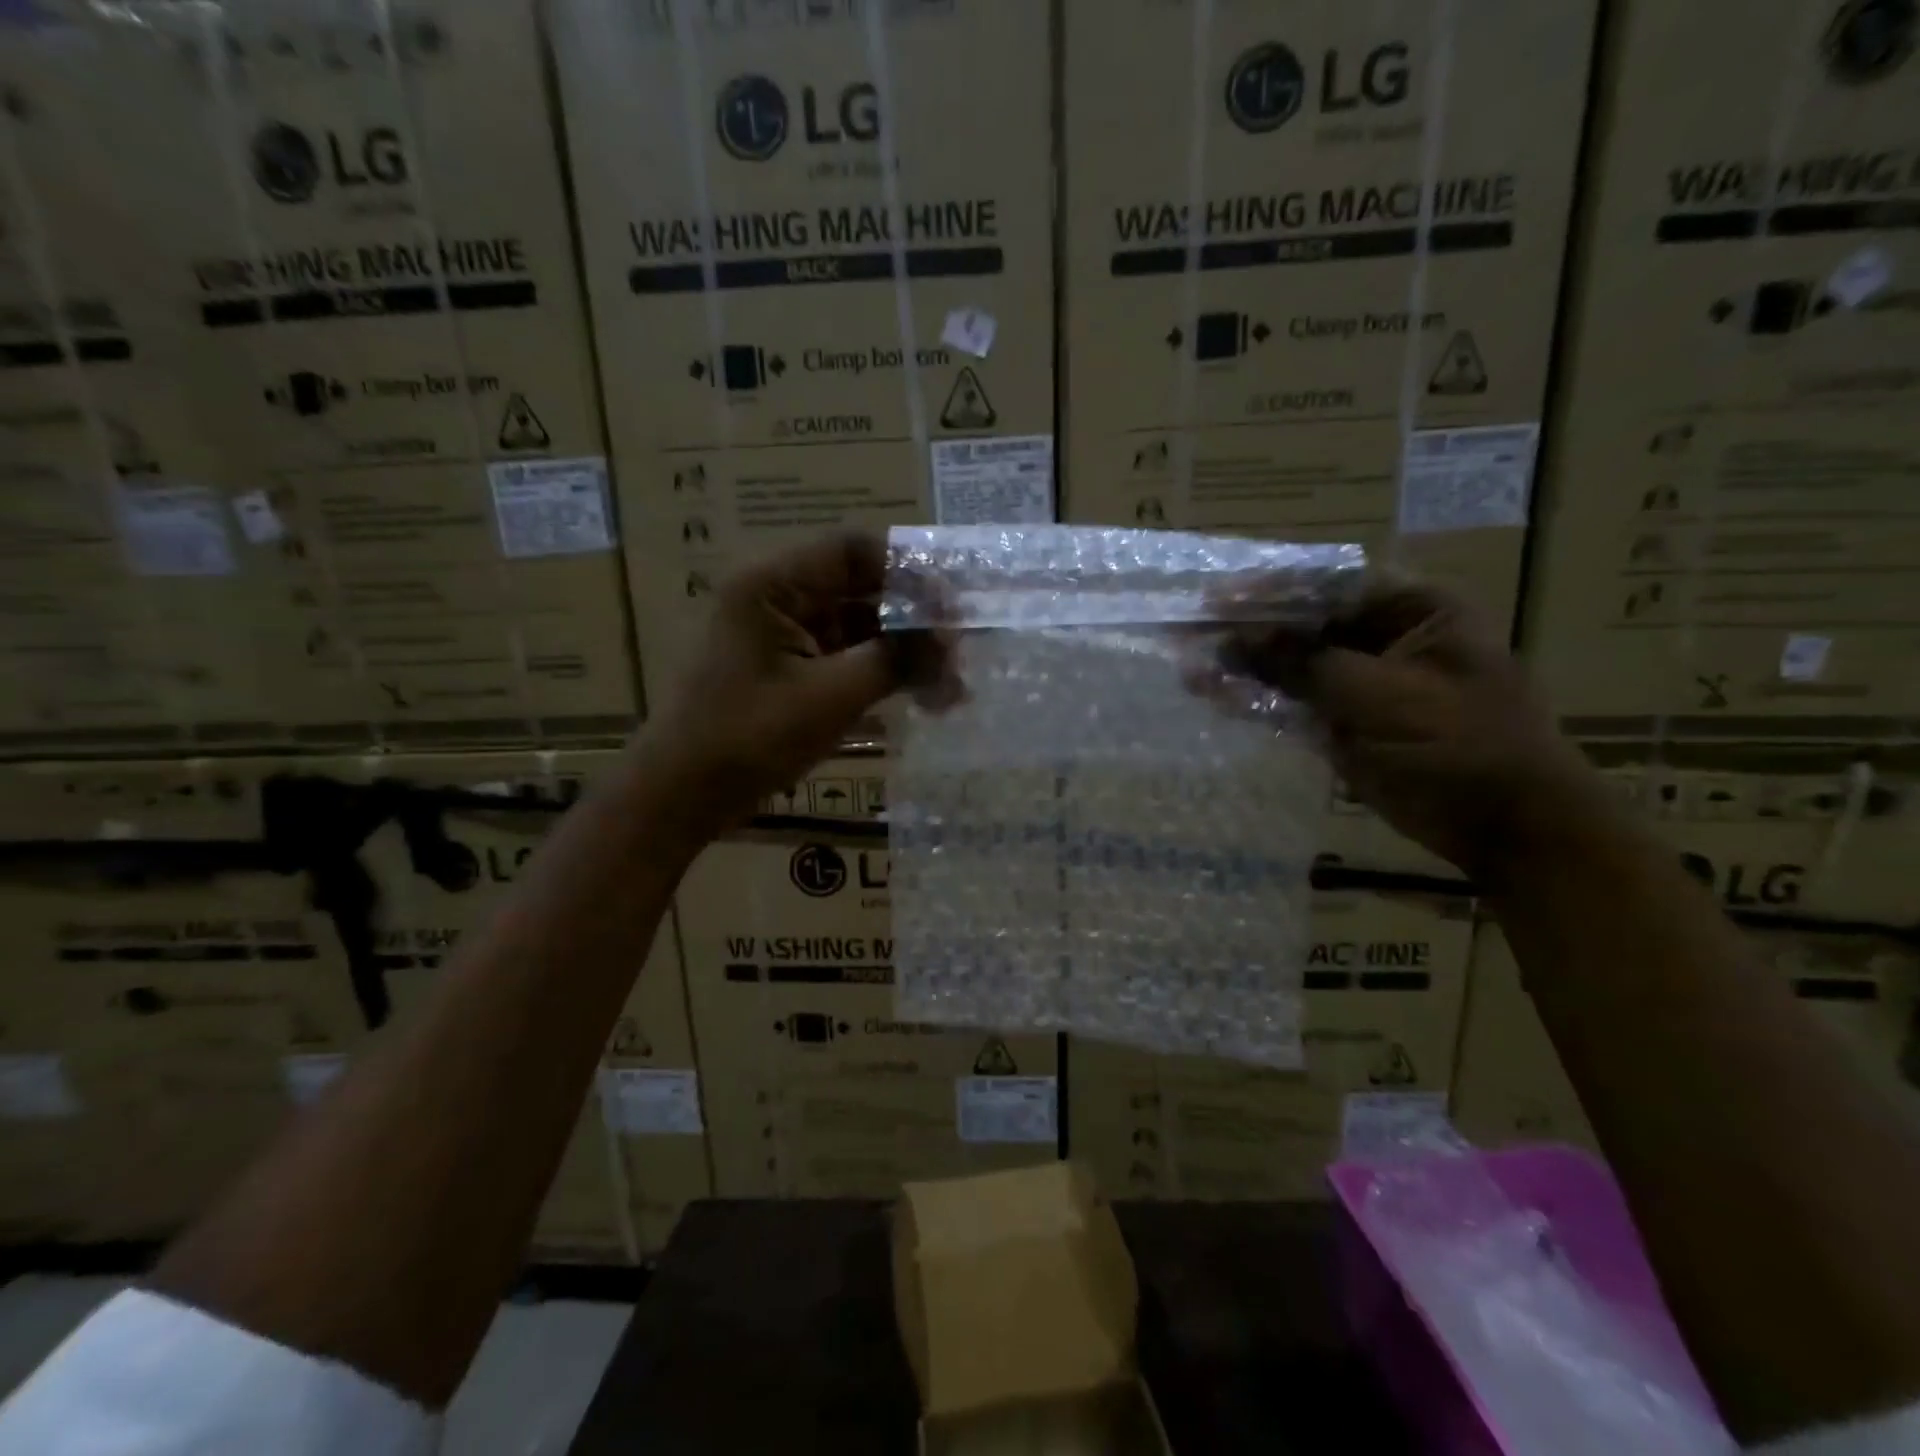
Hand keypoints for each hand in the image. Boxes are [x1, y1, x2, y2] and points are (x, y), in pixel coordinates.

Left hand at [639, 532, 947, 835]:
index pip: (854, 551)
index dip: (909, 572)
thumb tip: (950, 640)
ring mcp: (784, 635)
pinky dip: (883, 673)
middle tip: (960, 652)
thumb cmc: (749, 738)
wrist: (683, 794)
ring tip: (951, 687)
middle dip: (914, 619)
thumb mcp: (830, 697)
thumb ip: (895, 660)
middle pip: (861, 588)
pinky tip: (921, 697)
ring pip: (860, 626)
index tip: (952, 609)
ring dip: (904, 651)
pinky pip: (847, 657)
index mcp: (774, 585)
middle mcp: (779, 598)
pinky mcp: (791, 670)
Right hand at [1210, 578, 1612, 881]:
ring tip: (1188, 666)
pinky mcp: (1344, 723)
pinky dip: (1255, 700)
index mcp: (1413, 611)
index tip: (1216, 598)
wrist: (1506, 827)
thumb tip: (1234, 639)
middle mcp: (1383, 638)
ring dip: (1243, 664)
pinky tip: (1213, 694)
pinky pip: (1291, 703)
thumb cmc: (1460, 744)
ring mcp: (1361, 684)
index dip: (1270, 588)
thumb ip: (1304, 663)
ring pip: (1290, 664)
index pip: (1329, 583)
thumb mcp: (1381, 695)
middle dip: (1246, 627)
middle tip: (1190, 631)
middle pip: (1302, 623)